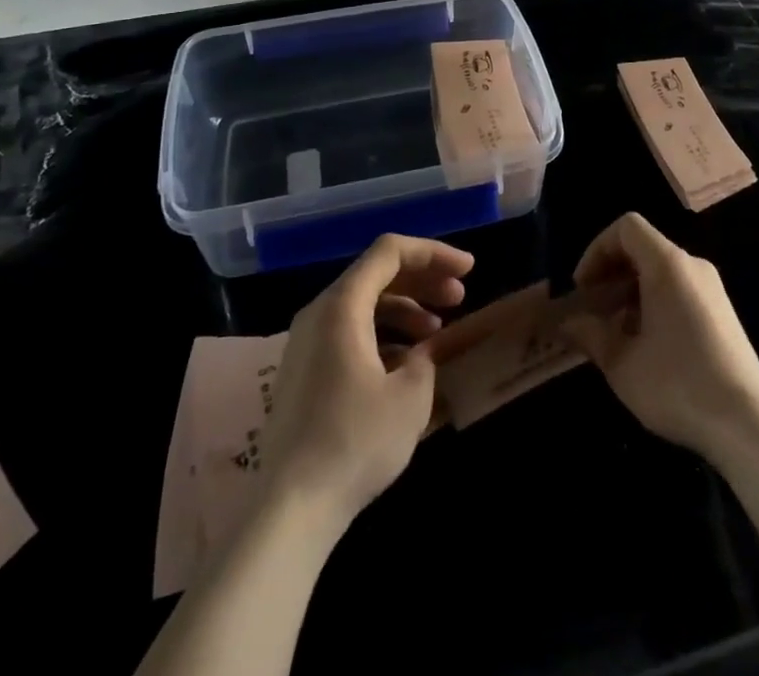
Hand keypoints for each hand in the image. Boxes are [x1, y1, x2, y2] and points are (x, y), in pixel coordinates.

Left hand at [258, 234, 472, 532]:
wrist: (290, 507)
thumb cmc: (354, 441)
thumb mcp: (410, 397)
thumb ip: (425, 359)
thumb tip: (422, 353)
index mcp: (342, 305)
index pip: (390, 252)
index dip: (433, 253)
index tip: (468, 269)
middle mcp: (319, 312)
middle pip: (376, 273)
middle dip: (422, 279)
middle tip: (459, 296)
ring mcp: (307, 342)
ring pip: (363, 304)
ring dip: (404, 308)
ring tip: (437, 332)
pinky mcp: (305, 371)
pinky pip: (349, 331)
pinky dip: (382, 334)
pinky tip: (406, 364)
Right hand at [560, 212, 758, 461]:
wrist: (747, 424)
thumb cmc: (677, 384)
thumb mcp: (622, 364)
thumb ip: (591, 335)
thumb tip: (570, 323)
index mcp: (667, 265)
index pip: (626, 227)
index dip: (597, 249)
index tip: (585, 289)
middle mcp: (692, 266)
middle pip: (643, 247)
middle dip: (611, 272)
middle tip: (593, 310)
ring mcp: (712, 289)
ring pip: (661, 271)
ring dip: (632, 291)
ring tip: (616, 332)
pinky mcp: (723, 313)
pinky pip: (680, 290)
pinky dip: (655, 302)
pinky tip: (647, 345)